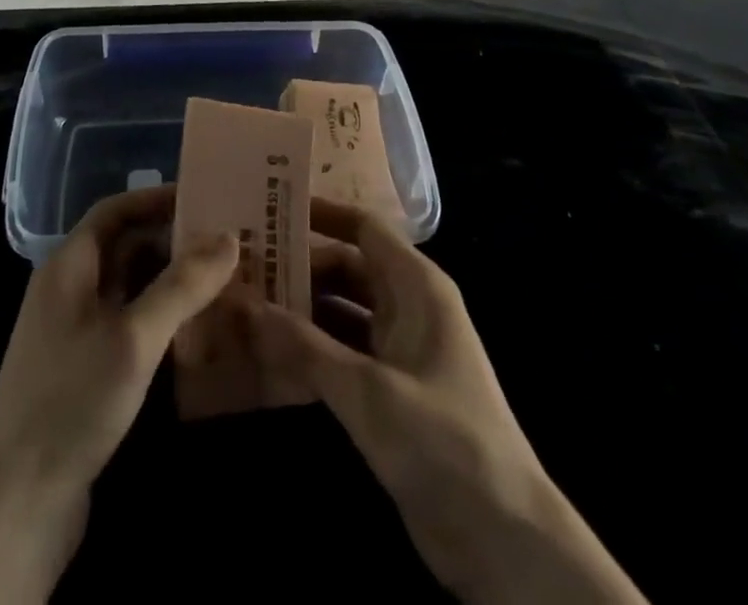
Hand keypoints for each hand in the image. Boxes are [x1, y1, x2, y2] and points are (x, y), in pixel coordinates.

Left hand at [0, 186, 237, 604]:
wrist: (17, 504)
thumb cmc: (72, 401)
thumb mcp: (133, 338)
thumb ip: (181, 285)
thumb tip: (229, 238)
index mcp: (68, 267)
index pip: (114, 210)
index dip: (156, 198)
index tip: (204, 197)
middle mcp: (67, 289)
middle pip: (123, 246)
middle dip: (172, 239)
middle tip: (225, 242)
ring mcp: (73, 331)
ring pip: (127, 286)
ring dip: (169, 279)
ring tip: (220, 279)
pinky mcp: (82, 369)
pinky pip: (126, 321)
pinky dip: (158, 316)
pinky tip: (193, 329)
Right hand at [249, 198, 645, 604]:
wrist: (503, 538)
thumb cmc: (442, 441)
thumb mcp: (368, 391)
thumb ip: (305, 346)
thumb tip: (245, 304)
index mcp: (417, 286)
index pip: (364, 227)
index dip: (321, 214)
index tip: (270, 208)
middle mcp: (409, 306)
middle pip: (347, 268)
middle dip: (300, 266)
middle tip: (244, 266)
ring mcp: (401, 349)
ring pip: (343, 311)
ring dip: (301, 309)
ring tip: (246, 304)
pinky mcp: (392, 389)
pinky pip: (344, 351)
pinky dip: (312, 349)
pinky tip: (270, 355)